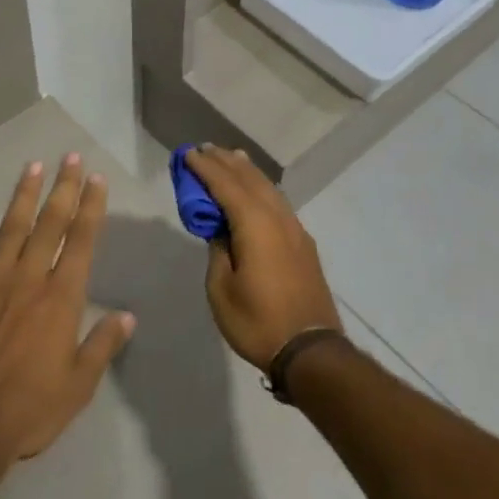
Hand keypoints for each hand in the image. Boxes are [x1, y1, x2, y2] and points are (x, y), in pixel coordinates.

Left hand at [0, 155, 135, 479]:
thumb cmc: (28, 412)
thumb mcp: (78, 386)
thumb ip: (102, 345)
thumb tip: (127, 315)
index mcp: (61, 298)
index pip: (81, 241)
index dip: (90, 207)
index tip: (96, 179)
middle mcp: (28, 279)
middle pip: (49, 224)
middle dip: (62, 188)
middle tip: (69, 157)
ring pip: (11, 228)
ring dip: (23, 196)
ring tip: (32, 166)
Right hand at [185, 144, 343, 371]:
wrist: (311, 350)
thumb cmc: (258, 321)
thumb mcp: (222, 289)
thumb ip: (218, 251)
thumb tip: (220, 229)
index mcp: (255, 224)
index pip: (226, 185)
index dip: (205, 168)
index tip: (188, 154)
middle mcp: (277, 218)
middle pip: (249, 179)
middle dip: (226, 162)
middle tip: (205, 148)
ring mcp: (295, 229)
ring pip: (268, 188)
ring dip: (247, 171)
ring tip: (231, 158)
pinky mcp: (303, 243)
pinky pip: (278, 202)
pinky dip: (262, 188)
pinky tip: (257, 191)